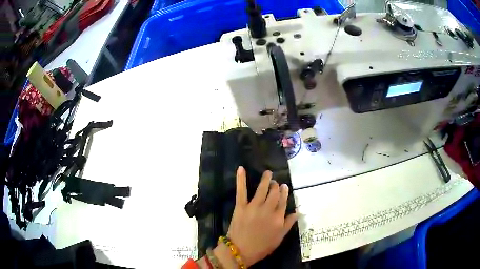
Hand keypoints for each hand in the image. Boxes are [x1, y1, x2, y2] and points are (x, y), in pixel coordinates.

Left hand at [222, 166, 297, 266]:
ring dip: (266, 180)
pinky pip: (241, 191)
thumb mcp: (279, 238)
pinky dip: (241, 179)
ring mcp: (254, 206)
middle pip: (274, 194)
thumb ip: (288, 224)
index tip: (284, 186)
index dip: (284, 193)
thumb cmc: (262, 247)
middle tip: (275, 182)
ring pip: (262, 189)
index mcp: (278, 217)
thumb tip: (298, 212)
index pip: (283, 201)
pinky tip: (241, 169)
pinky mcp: (241, 206)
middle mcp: (268, 209)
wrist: (241, 251)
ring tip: (268, 173)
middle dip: (276, 186)